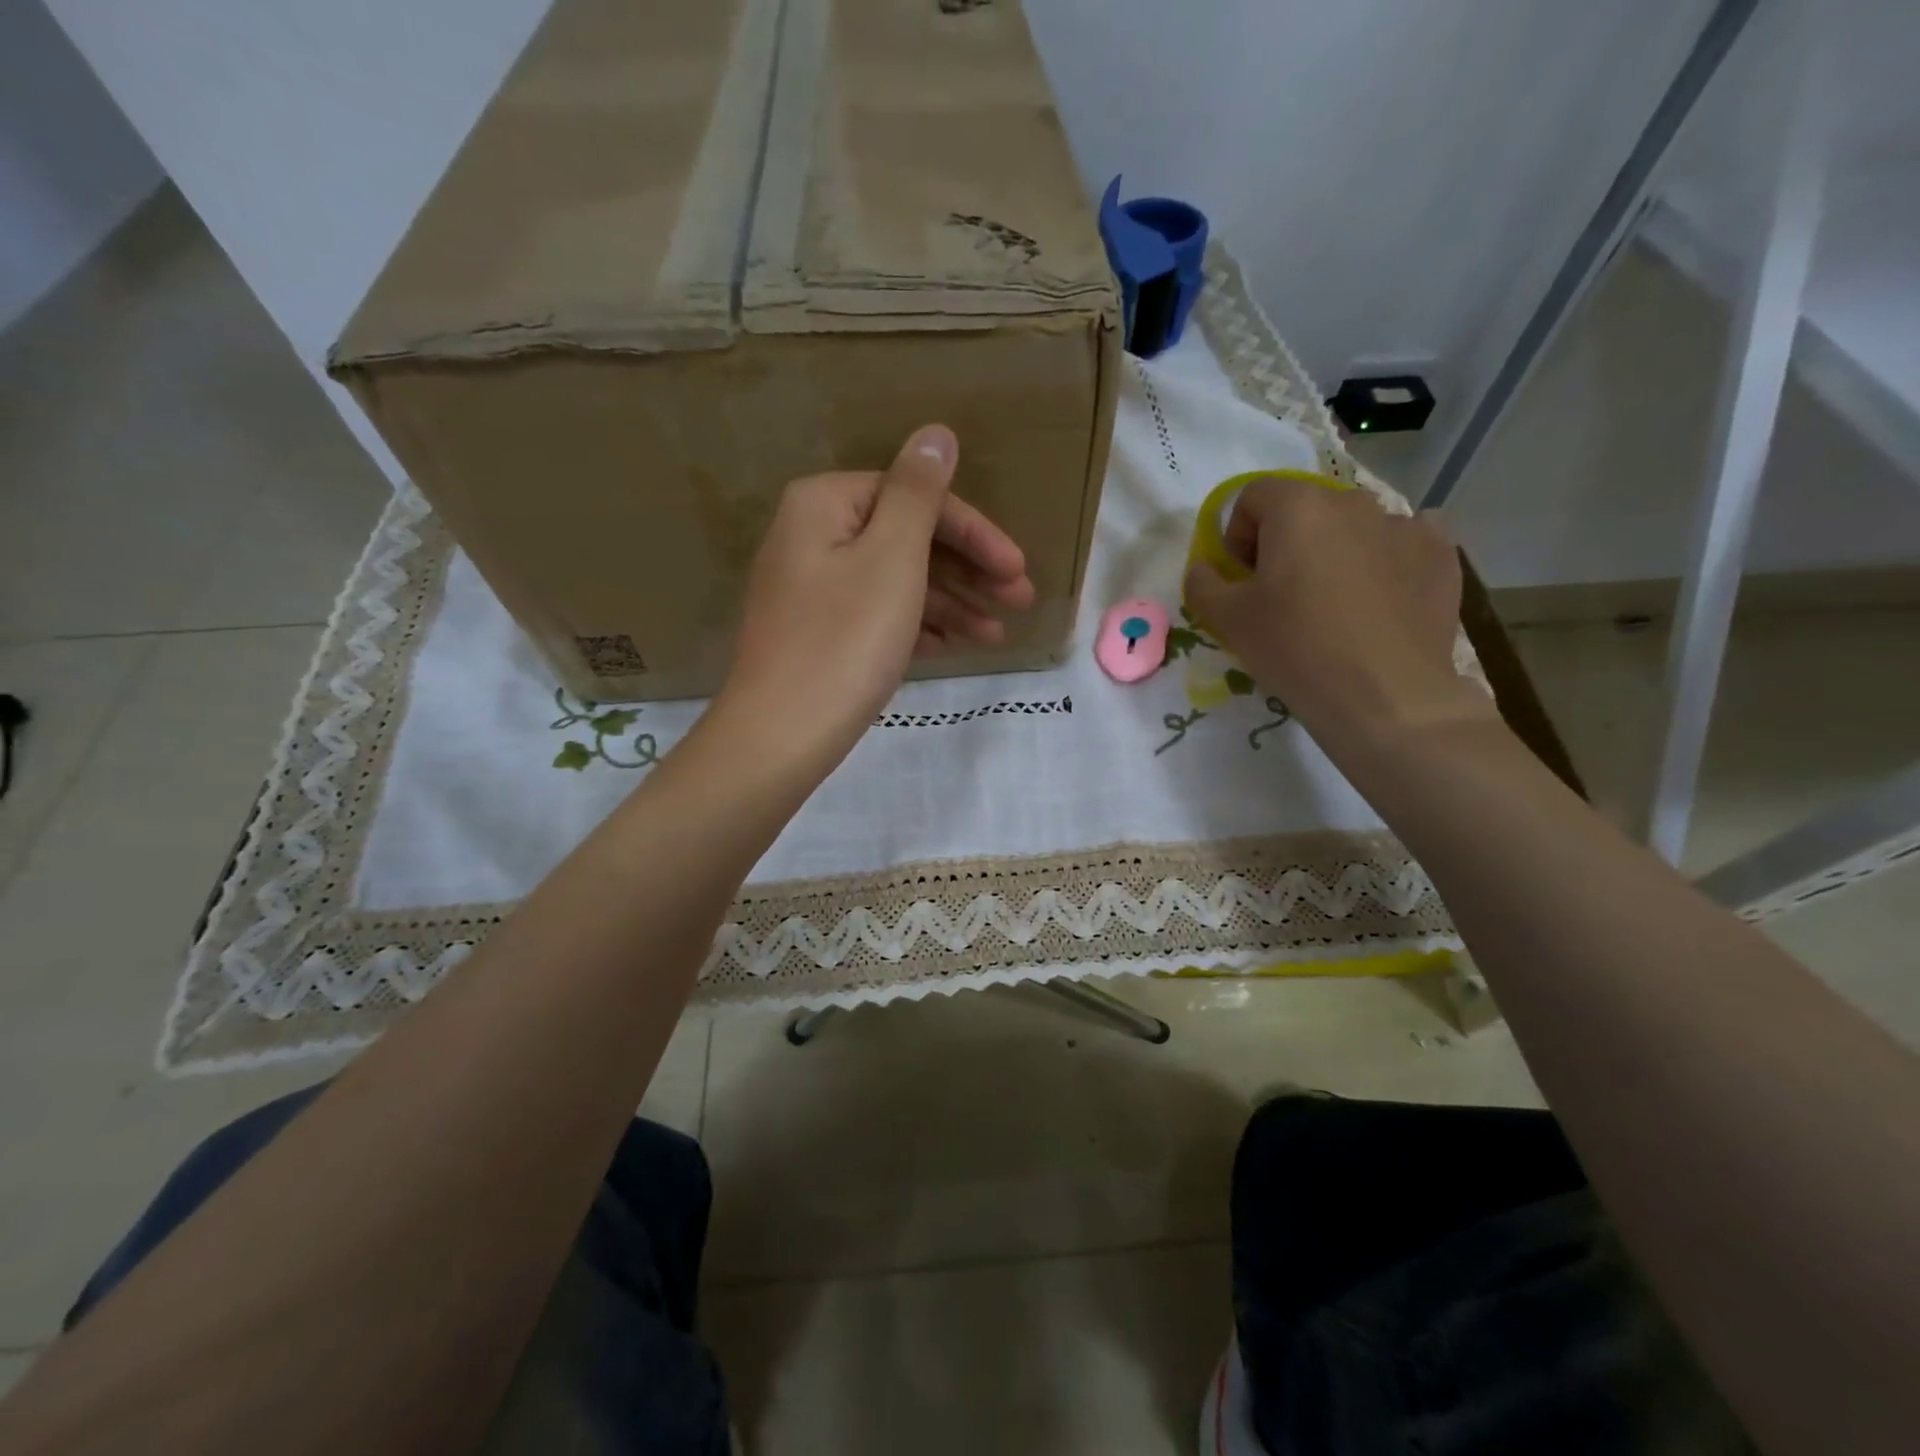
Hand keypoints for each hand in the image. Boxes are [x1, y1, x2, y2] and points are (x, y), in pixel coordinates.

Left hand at [721, 424, 1034, 761]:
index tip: (1018, 571)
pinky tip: (953, 646)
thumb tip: (936, 433)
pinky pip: (878, 613)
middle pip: (907, 539)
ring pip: (896, 580)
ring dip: (951, 602)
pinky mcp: (817, 631)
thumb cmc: (844, 641)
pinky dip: (917, 625)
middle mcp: (813, 535)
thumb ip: (918, 492)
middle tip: (1020, 600)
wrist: (781, 736)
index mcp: (825, 504)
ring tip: (996, 635)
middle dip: (968, 570)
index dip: (975, 533)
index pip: (916, 499)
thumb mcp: (892, 558)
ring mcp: (811, 588)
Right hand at [1183, 475, 1493, 754]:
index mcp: (1298, 507)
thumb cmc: (1295, 648)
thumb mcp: (1227, 620)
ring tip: (1333, 604)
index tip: (1242, 580)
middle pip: (1304, 509)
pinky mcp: (1440, 555)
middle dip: (1285, 543)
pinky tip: (1379, 598)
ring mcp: (1405, 525)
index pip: (1252, 497)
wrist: (1385, 697)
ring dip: (1334, 552)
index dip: (1237, 536)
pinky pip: (1402, 542)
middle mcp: (1353, 502)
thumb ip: (1202, 583)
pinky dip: (1385, 560)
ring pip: (1352, 527)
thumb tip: (1205, 569)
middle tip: (1282, 596)